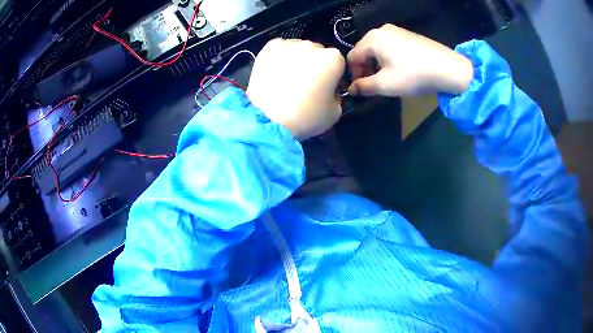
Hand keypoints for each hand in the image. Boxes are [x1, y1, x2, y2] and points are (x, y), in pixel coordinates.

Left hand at [247, 39, 344, 139]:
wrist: (270, 117)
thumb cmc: (307, 116)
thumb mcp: (335, 112)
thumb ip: (336, 96)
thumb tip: (330, 91)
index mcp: (333, 58)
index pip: (337, 63)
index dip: (332, 76)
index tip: (325, 88)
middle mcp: (313, 45)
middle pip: (317, 53)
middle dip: (313, 65)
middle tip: (304, 84)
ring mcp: (290, 44)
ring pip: (297, 50)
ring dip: (296, 60)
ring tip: (286, 79)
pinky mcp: (271, 46)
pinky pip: (279, 49)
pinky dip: (279, 58)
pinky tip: (274, 73)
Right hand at [347, 24, 473, 96]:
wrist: (448, 68)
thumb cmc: (413, 75)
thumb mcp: (386, 84)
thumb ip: (364, 87)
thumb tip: (351, 90)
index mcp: (372, 39)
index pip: (352, 57)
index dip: (353, 74)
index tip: (362, 88)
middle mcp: (381, 30)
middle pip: (364, 50)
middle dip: (366, 68)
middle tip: (374, 84)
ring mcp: (397, 30)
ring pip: (378, 48)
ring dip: (377, 64)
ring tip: (388, 78)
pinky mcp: (409, 34)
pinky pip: (391, 45)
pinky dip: (389, 57)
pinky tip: (400, 69)